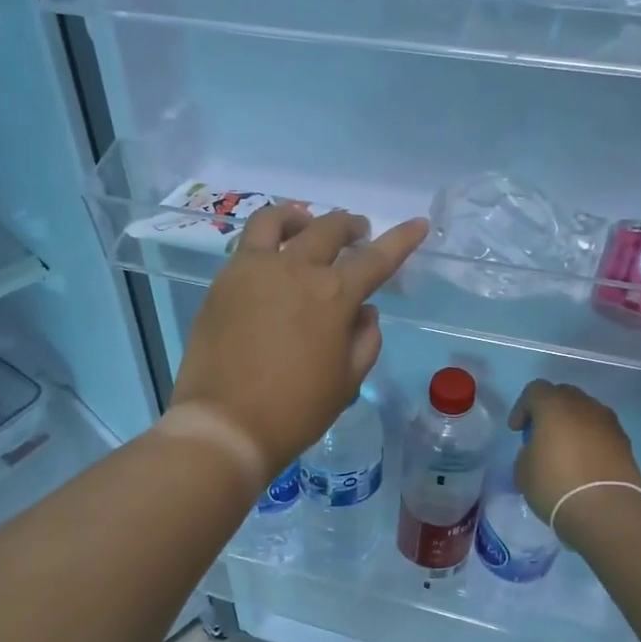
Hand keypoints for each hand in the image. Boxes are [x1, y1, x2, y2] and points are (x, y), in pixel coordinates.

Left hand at [173, 205, 429, 477]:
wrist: (225, 424)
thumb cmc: (295, 410)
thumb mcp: (347, 381)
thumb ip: (365, 340)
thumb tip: (364, 312)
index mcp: (333, 295)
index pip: (376, 258)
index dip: (401, 240)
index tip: (417, 224)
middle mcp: (295, 269)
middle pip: (328, 228)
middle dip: (350, 225)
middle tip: (358, 233)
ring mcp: (252, 270)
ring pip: (276, 220)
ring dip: (299, 217)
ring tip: (305, 224)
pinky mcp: (222, 282)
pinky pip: (247, 246)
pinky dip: (267, 241)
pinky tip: (271, 260)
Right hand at [509, 381, 640, 523]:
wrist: (606, 510)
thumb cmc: (555, 484)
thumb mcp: (523, 469)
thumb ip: (527, 451)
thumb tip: (539, 451)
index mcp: (554, 405)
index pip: (535, 390)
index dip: (522, 408)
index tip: (517, 431)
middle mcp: (584, 406)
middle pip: (563, 395)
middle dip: (549, 411)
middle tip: (541, 435)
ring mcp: (609, 423)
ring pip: (586, 412)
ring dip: (573, 424)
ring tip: (565, 450)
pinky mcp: (625, 443)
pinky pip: (601, 432)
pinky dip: (590, 440)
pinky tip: (584, 463)